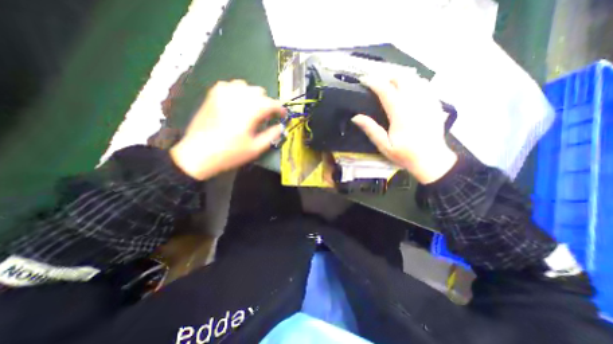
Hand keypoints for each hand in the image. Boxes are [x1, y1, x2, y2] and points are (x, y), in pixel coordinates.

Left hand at [168, 78, 285, 178]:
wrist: (198, 153)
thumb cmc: (230, 153)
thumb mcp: (255, 148)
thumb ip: (271, 135)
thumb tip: (281, 126)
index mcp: (250, 111)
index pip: (271, 103)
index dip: (280, 109)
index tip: (283, 115)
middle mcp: (237, 97)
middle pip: (259, 91)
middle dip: (266, 103)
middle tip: (265, 116)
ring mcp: (222, 93)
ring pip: (245, 86)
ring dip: (252, 96)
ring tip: (251, 109)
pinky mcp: (212, 95)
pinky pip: (230, 86)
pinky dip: (238, 92)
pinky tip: (236, 104)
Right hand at [353, 73, 456, 184]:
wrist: (431, 160)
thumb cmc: (405, 154)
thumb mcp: (384, 146)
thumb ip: (371, 129)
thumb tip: (355, 117)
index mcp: (400, 114)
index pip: (386, 90)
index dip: (374, 82)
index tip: (365, 79)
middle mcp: (415, 103)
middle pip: (402, 79)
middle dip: (387, 76)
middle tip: (377, 81)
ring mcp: (427, 102)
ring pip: (415, 79)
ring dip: (401, 77)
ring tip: (390, 82)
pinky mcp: (435, 104)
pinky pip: (425, 85)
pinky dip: (414, 82)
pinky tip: (409, 87)